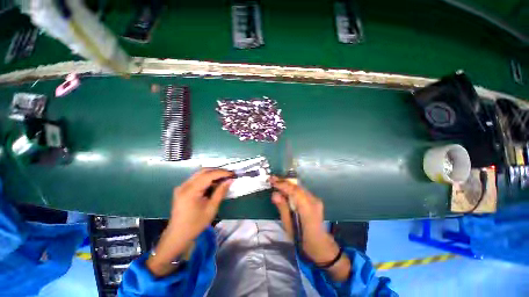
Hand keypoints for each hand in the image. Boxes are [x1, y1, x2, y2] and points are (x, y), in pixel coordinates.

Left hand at [147, 168, 233, 276]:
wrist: (178, 236)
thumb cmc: (196, 224)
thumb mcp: (211, 208)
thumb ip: (220, 192)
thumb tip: (230, 180)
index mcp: (190, 191)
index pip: (208, 175)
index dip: (222, 173)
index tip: (232, 174)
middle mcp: (184, 185)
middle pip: (203, 171)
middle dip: (218, 171)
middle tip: (229, 175)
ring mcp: (182, 186)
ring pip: (200, 174)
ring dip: (213, 174)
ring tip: (224, 178)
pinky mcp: (183, 189)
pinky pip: (197, 179)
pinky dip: (207, 179)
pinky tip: (214, 183)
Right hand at [270, 176, 350, 280]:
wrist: (320, 244)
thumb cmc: (302, 239)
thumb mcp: (289, 226)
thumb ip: (283, 208)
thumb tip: (275, 194)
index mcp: (307, 209)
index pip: (294, 192)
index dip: (283, 185)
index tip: (272, 180)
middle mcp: (313, 201)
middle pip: (297, 187)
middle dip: (284, 182)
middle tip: (272, 179)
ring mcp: (315, 199)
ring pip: (299, 188)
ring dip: (288, 185)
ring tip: (277, 182)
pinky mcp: (315, 200)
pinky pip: (301, 191)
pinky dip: (292, 189)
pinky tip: (286, 189)